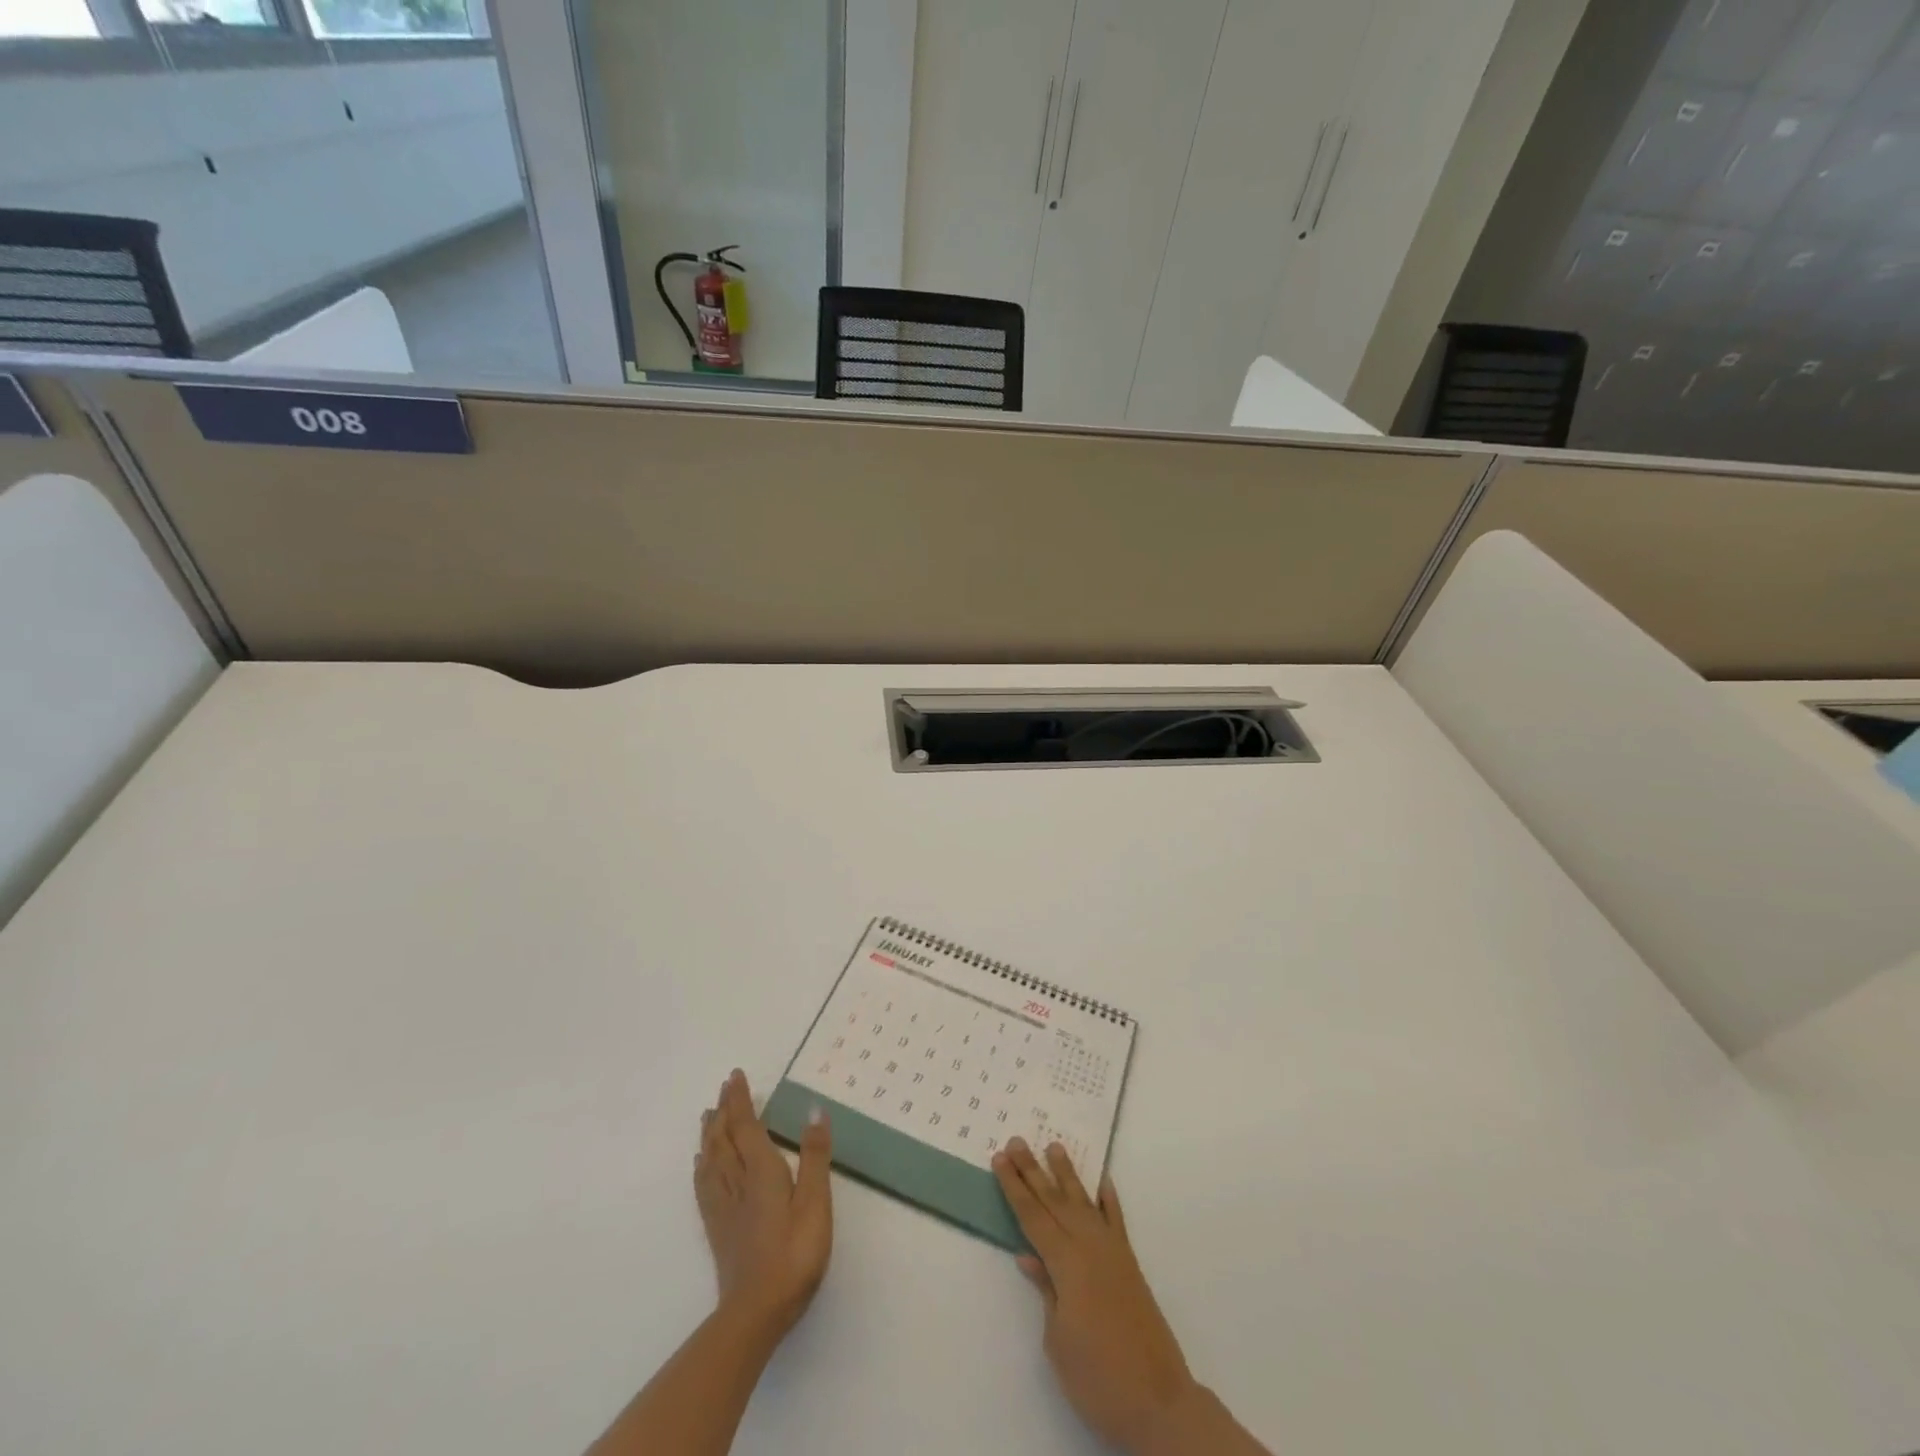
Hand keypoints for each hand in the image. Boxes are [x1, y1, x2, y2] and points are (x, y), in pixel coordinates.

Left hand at [694, 1068, 832, 1339]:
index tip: (735, 1076)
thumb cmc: (794, 1254)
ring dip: (711, 1134)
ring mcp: (725, 1208)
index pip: (747, 1127)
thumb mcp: (815, 1203)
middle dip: (725, 1111)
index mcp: (762, 1172)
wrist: (756, 1313)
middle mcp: (738, 1183)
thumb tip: (814, 1111)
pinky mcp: (719, 1230)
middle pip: (725, 1139)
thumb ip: (814, 1156)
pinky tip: (701, 1165)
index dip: (741, 1100)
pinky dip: (702, 1167)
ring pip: (712, 1160)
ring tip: (708, 1116)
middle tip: (723, 1088)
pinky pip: (705, 1186)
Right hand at [994, 1139, 1199, 1454]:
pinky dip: (1109, 1199)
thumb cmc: (1098, 1379)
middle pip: (1054, 1201)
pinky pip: (1117, 1221)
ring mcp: (1113, 1252)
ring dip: (1067, 1174)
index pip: (1033, 1217)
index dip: (1014, 1188)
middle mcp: (1089, 1247)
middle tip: (1016, 1140)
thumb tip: (1029, 1256)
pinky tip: (1102, 1181)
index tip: (999, 1158)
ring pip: (1083, 1202)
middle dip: (1032, 1171)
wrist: (1158, 1402)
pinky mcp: (1130, 1264)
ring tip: (1054, 1145)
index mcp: (1067, 1264)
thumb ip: (1046, 1292)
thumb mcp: (1058, 1341)